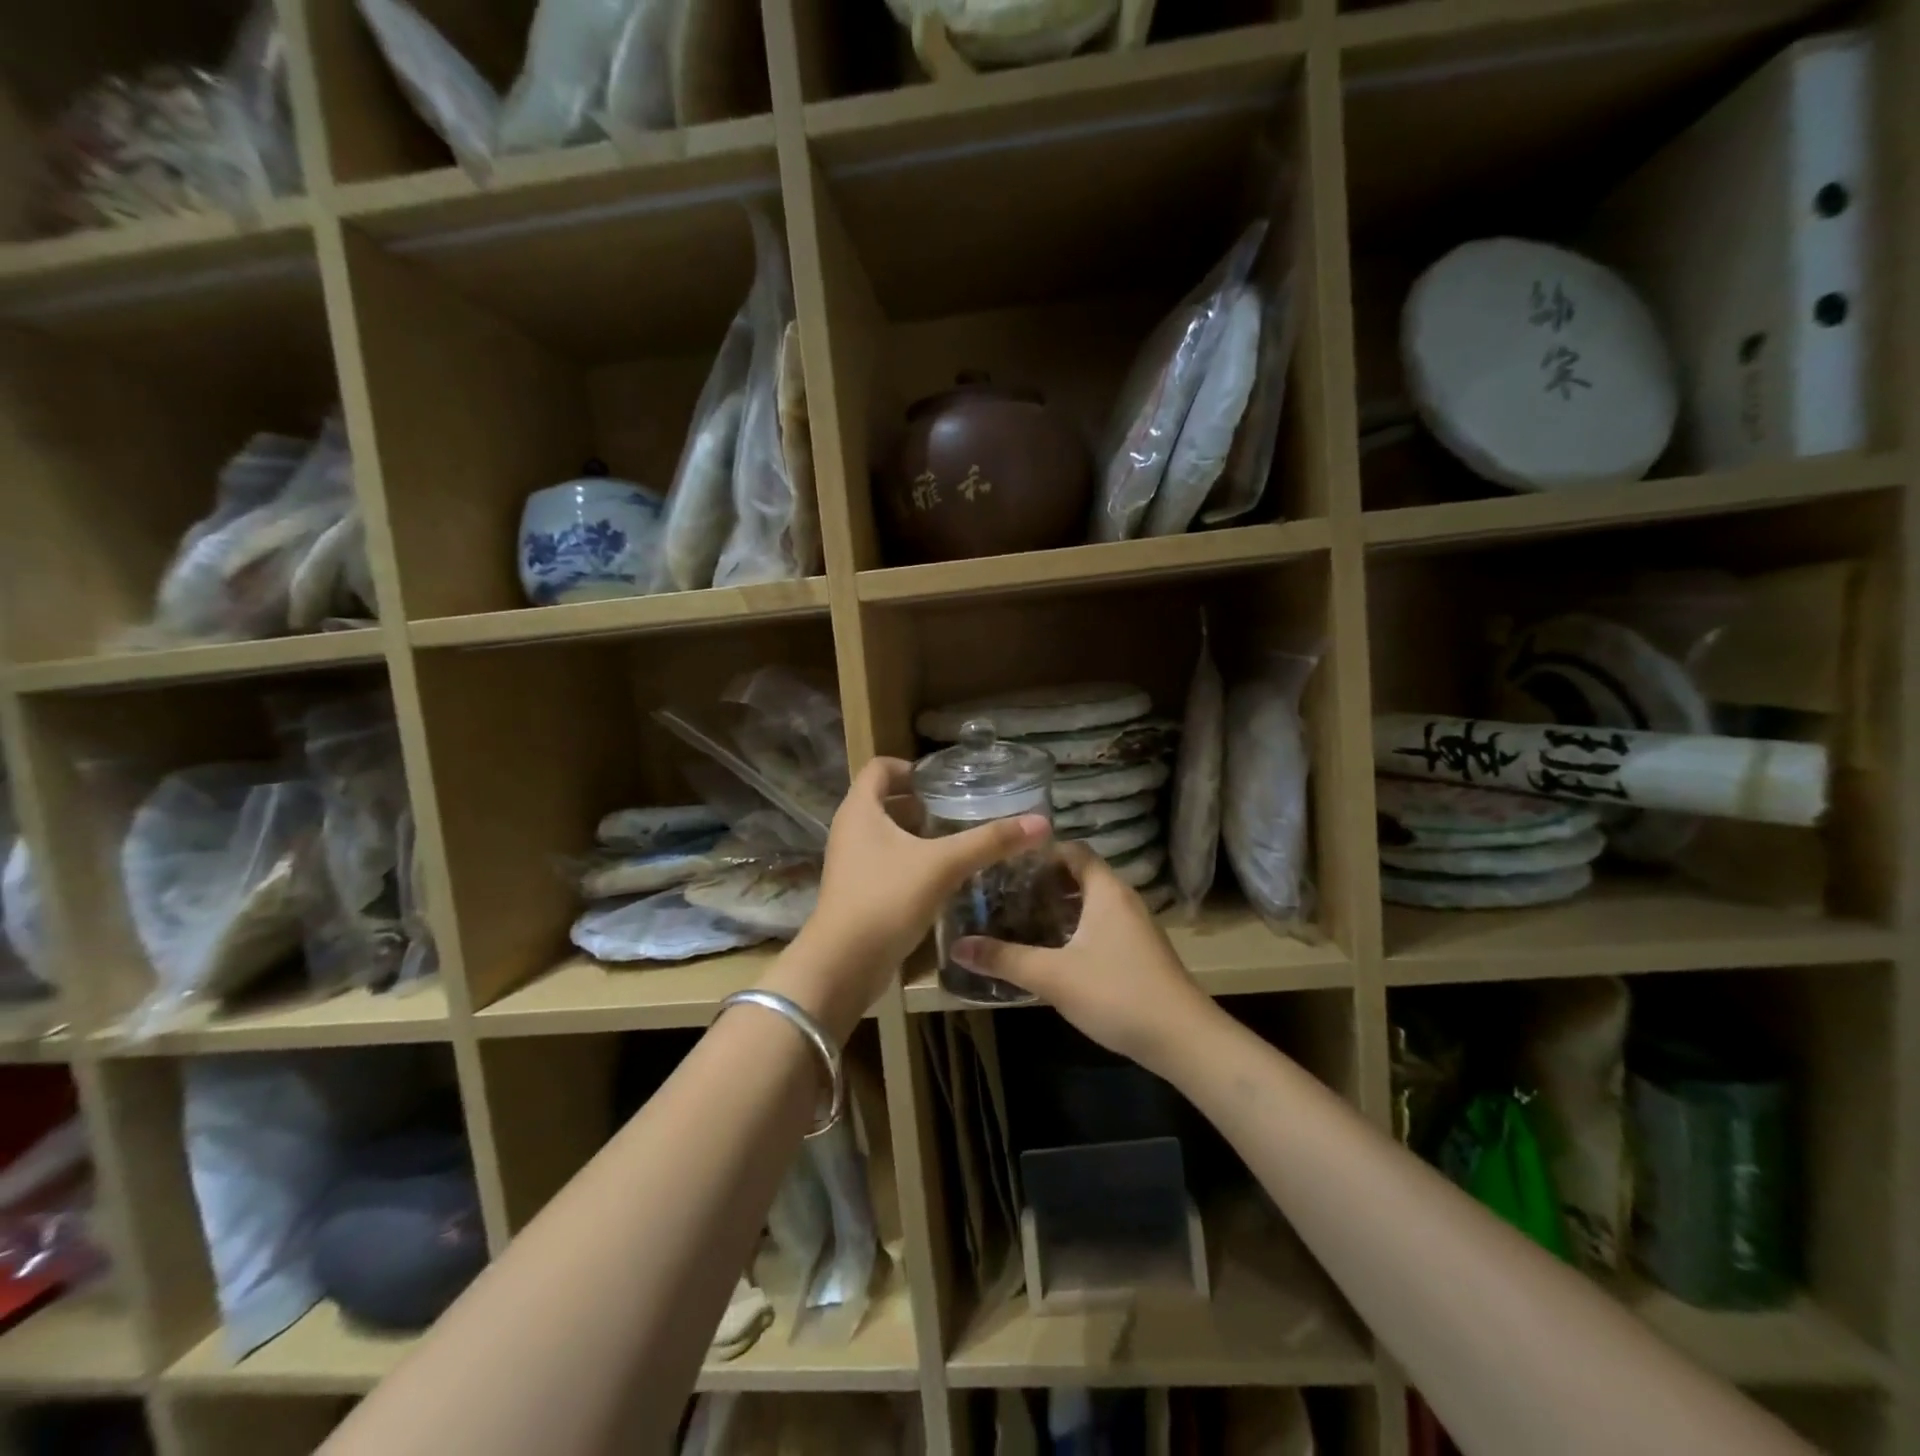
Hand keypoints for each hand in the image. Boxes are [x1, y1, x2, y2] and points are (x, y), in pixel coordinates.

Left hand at [773, 759, 1048, 1031]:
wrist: (842, 966)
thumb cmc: (886, 899)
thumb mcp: (943, 865)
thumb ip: (989, 841)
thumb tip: (1040, 823)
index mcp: (859, 809)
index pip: (880, 767)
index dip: (911, 767)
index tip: (945, 780)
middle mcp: (850, 830)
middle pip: (885, 800)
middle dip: (921, 801)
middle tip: (961, 807)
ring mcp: (851, 863)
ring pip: (886, 833)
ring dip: (918, 832)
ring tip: (957, 839)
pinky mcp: (857, 891)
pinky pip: (886, 862)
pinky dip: (912, 860)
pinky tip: (942, 876)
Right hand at [952, 844, 1219, 1078]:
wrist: (1184, 1039)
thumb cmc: (1117, 993)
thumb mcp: (1053, 976)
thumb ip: (1005, 959)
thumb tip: (958, 947)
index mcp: (1106, 890)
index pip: (1073, 850)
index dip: (1041, 852)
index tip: (1006, 863)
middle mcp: (1123, 899)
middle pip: (1080, 875)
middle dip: (1044, 882)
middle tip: (1004, 893)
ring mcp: (1135, 926)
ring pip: (1091, 903)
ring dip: (1059, 908)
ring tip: (1020, 919)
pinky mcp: (1140, 952)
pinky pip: (1102, 925)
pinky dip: (1076, 929)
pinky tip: (1053, 952)